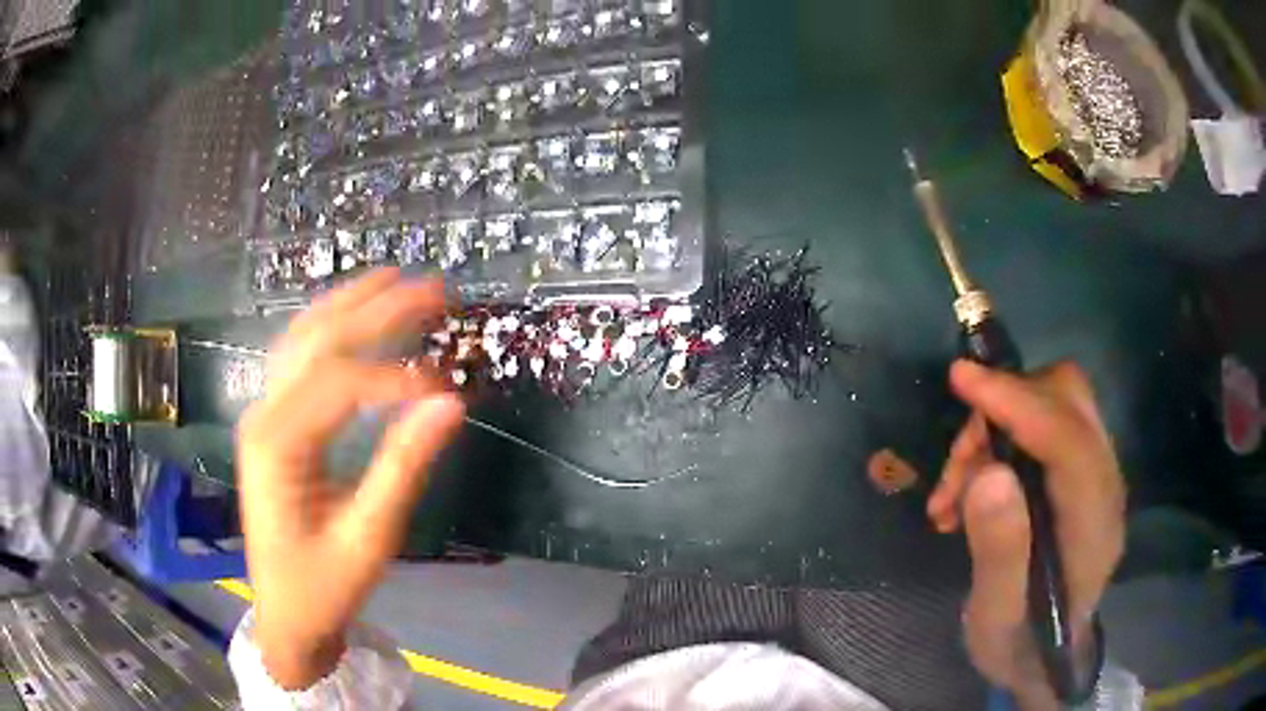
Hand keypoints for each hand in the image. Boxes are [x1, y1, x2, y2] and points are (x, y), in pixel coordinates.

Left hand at [236, 269, 464, 688]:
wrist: (284, 614)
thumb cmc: (323, 586)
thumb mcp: (368, 538)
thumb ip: (404, 466)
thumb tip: (450, 406)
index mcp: (278, 444)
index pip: (340, 383)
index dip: (396, 377)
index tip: (446, 387)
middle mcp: (263, 414)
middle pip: (319, 341)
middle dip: (377, 309)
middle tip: (432, 288)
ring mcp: (263, 414)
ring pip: (303, 339)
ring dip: (350, 305)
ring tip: (393, 278)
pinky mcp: (272, 423)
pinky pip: (298, 359)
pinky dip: (329, 328)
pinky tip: (351, 314)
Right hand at [927, 360, 1124, 707]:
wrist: (1045, 657)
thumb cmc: (1019, 646)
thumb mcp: (995, 619)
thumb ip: (999, 552)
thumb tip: (988, 473)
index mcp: (1093, 526)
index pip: (1068, 439)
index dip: (1017, 402)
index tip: (961, 379)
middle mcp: (1105, 485)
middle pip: (1070, 399)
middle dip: (1006, 407)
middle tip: (958, 462)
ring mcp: (1097, 473)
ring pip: (1054, 403)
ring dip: (997, 428)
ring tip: (953, 492)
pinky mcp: (1081, 472)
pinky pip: (1045, 423)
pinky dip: (1002, 439)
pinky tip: (971, 489)